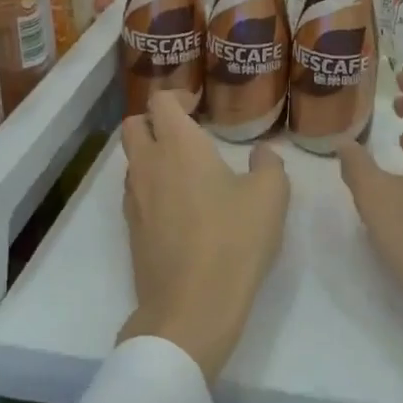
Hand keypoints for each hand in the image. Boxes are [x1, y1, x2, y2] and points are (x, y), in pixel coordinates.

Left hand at [117, 92, 290, 382]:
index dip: (177, 96)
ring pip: (131, 160)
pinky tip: (180, 206)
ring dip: (151, 155)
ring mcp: (134, 199)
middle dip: (154, 121)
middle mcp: (147, 164)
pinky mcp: (131, 230)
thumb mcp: (271, 196)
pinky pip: (135, 192)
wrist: (191, 307)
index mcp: (178, 145)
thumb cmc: (233, 240)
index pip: (160, 101)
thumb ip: (269, 164)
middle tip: (186, 132)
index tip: (198, 105)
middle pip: (133, 125)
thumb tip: (262, 153)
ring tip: (186, 171)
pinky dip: (151, 186)